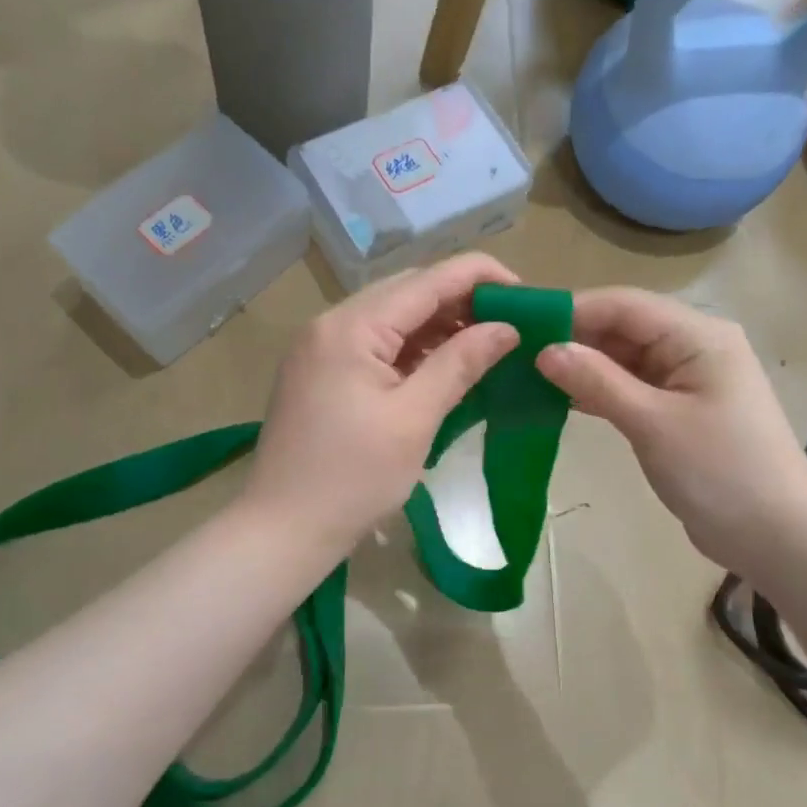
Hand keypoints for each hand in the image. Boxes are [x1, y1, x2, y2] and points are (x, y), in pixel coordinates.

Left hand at [244, 254, 520, 556]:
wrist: (281, 529)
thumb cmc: (353, 478)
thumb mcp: (415, 419)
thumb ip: (460, 363)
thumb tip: (507, 328)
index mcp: (351, 326)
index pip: (426, 280)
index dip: (480, 277)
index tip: (525, 294)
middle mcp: (330, 323)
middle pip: (407, 292)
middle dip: (461, 301)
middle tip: (508, 325)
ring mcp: (320, 347)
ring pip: (390, 318)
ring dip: (437, 326)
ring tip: (485, 346)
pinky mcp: (319, 372)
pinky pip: (374, 344)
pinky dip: (411, 350)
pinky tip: (442, 366)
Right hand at [535, 288, 806, 574]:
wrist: (777, 538)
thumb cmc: (720, 473)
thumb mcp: (653, 423)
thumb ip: (598, 381)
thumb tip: (545, 350)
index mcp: (698, 335)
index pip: (624, 304)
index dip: (571, 309)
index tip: (519, 322)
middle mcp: (693, 346)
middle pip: (623, 327)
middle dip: (572, 336)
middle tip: (514, 350)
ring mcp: (687, 379)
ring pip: (623, 358)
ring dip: (582, 364)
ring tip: (526, 371)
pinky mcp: (678, 409)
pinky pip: (631, 386)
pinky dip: (598, 390)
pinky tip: (558, 397)